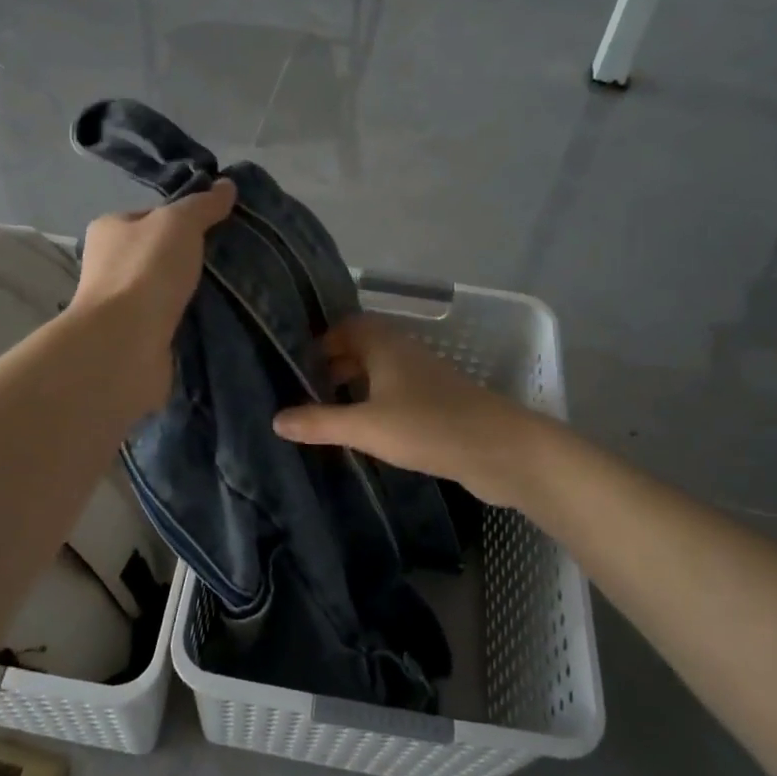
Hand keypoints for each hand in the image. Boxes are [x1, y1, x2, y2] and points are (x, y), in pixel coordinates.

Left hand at [70, 179, 235, 411]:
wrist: (125, 345)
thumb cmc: (145, 271)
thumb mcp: (178, 223)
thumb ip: (203, 204)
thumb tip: (227, 185)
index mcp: (110, 230)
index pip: (152, 216)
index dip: (185, 217)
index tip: (220, 225)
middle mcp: (110, 265)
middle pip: (162, 254)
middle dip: (194, 258)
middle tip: (235, 258)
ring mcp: (123, 306)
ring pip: (170, 290)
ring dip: (197, 292)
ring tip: (238, 290)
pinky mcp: (139, 338)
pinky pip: (175, 321)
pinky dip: (194, 321)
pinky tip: (222, 319)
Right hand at [272, 315, 549, 506]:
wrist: (501, 450)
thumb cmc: (429, 427)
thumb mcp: (366, 427)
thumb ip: (320, 422)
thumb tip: (276, 420)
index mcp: (386, 344)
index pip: (347, 326)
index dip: (321, 341)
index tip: (295, 364)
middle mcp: (404, 353)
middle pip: (362, 348)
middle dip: (333, 365)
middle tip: (303, 390)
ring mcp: (424, 379)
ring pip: (380, 373)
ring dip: (355, 386)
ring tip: (325, 412)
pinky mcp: (438, 405)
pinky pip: (396, 395)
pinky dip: (375, 405)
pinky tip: (364, 431)